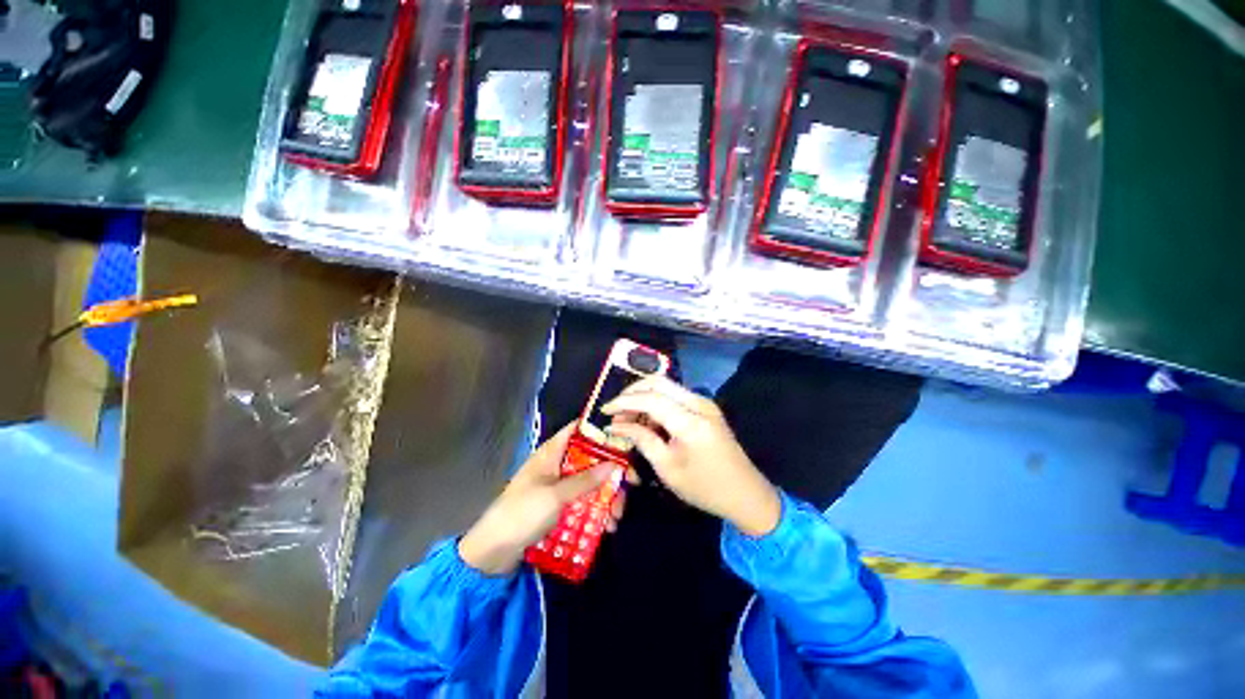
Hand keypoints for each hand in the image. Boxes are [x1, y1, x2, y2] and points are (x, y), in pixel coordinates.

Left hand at [459, 423, 633, 575]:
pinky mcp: (559, 507)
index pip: (578, 430)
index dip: (600, 431)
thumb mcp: (555, 496)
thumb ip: (585, 480)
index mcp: (552, 453)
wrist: (493, 554)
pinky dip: (596, 511)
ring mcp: (558, 487)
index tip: (623, 439)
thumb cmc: (522, 514)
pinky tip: (606, 527)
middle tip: (629, 485)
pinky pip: (583, 502)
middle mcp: (557, 465)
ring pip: (589, 483)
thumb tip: (614, 464)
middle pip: (590, 459)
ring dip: (606, 497)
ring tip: (616, 518)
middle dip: (610, 472)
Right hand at [603, 376, 781, 537]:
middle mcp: (698, 403)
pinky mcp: (705, 408)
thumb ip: (642, 439)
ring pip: (666, 387)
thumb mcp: (667, 468)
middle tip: (615, 411)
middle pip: (658, 382)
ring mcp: (704, 403)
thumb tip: (617, 425)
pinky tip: (646, 420)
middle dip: (632, 392)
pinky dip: (657, 403)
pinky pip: (675, 397)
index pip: (650, 398)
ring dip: (644, 397)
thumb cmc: (704, 487)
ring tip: (628, 419)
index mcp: (690, 421)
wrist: (746, 494)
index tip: (604, 411)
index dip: (623, 402)